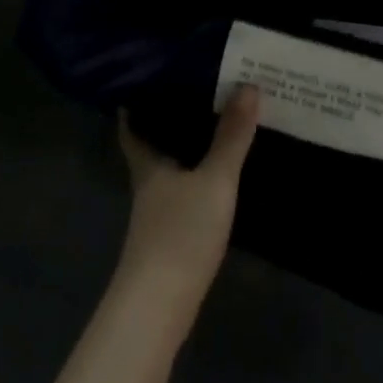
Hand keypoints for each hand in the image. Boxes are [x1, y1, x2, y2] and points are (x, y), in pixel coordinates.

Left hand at [114, 86, 259, 335]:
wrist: (159, 306)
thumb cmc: (180, 233)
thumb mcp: (215, 179)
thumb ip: (232, 135)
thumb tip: (249, 84)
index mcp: (149, 163)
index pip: (133, 125)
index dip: (138, 102)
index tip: (153, 76)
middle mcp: (149, 183)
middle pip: (153, 144)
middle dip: (171, 119)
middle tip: (201, 89)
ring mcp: (158, 212)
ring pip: (170, 167)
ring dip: (187, 146)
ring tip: (218, 121)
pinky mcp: (171, 234)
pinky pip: (184, 189)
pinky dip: (198, 175)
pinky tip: (219, 173)